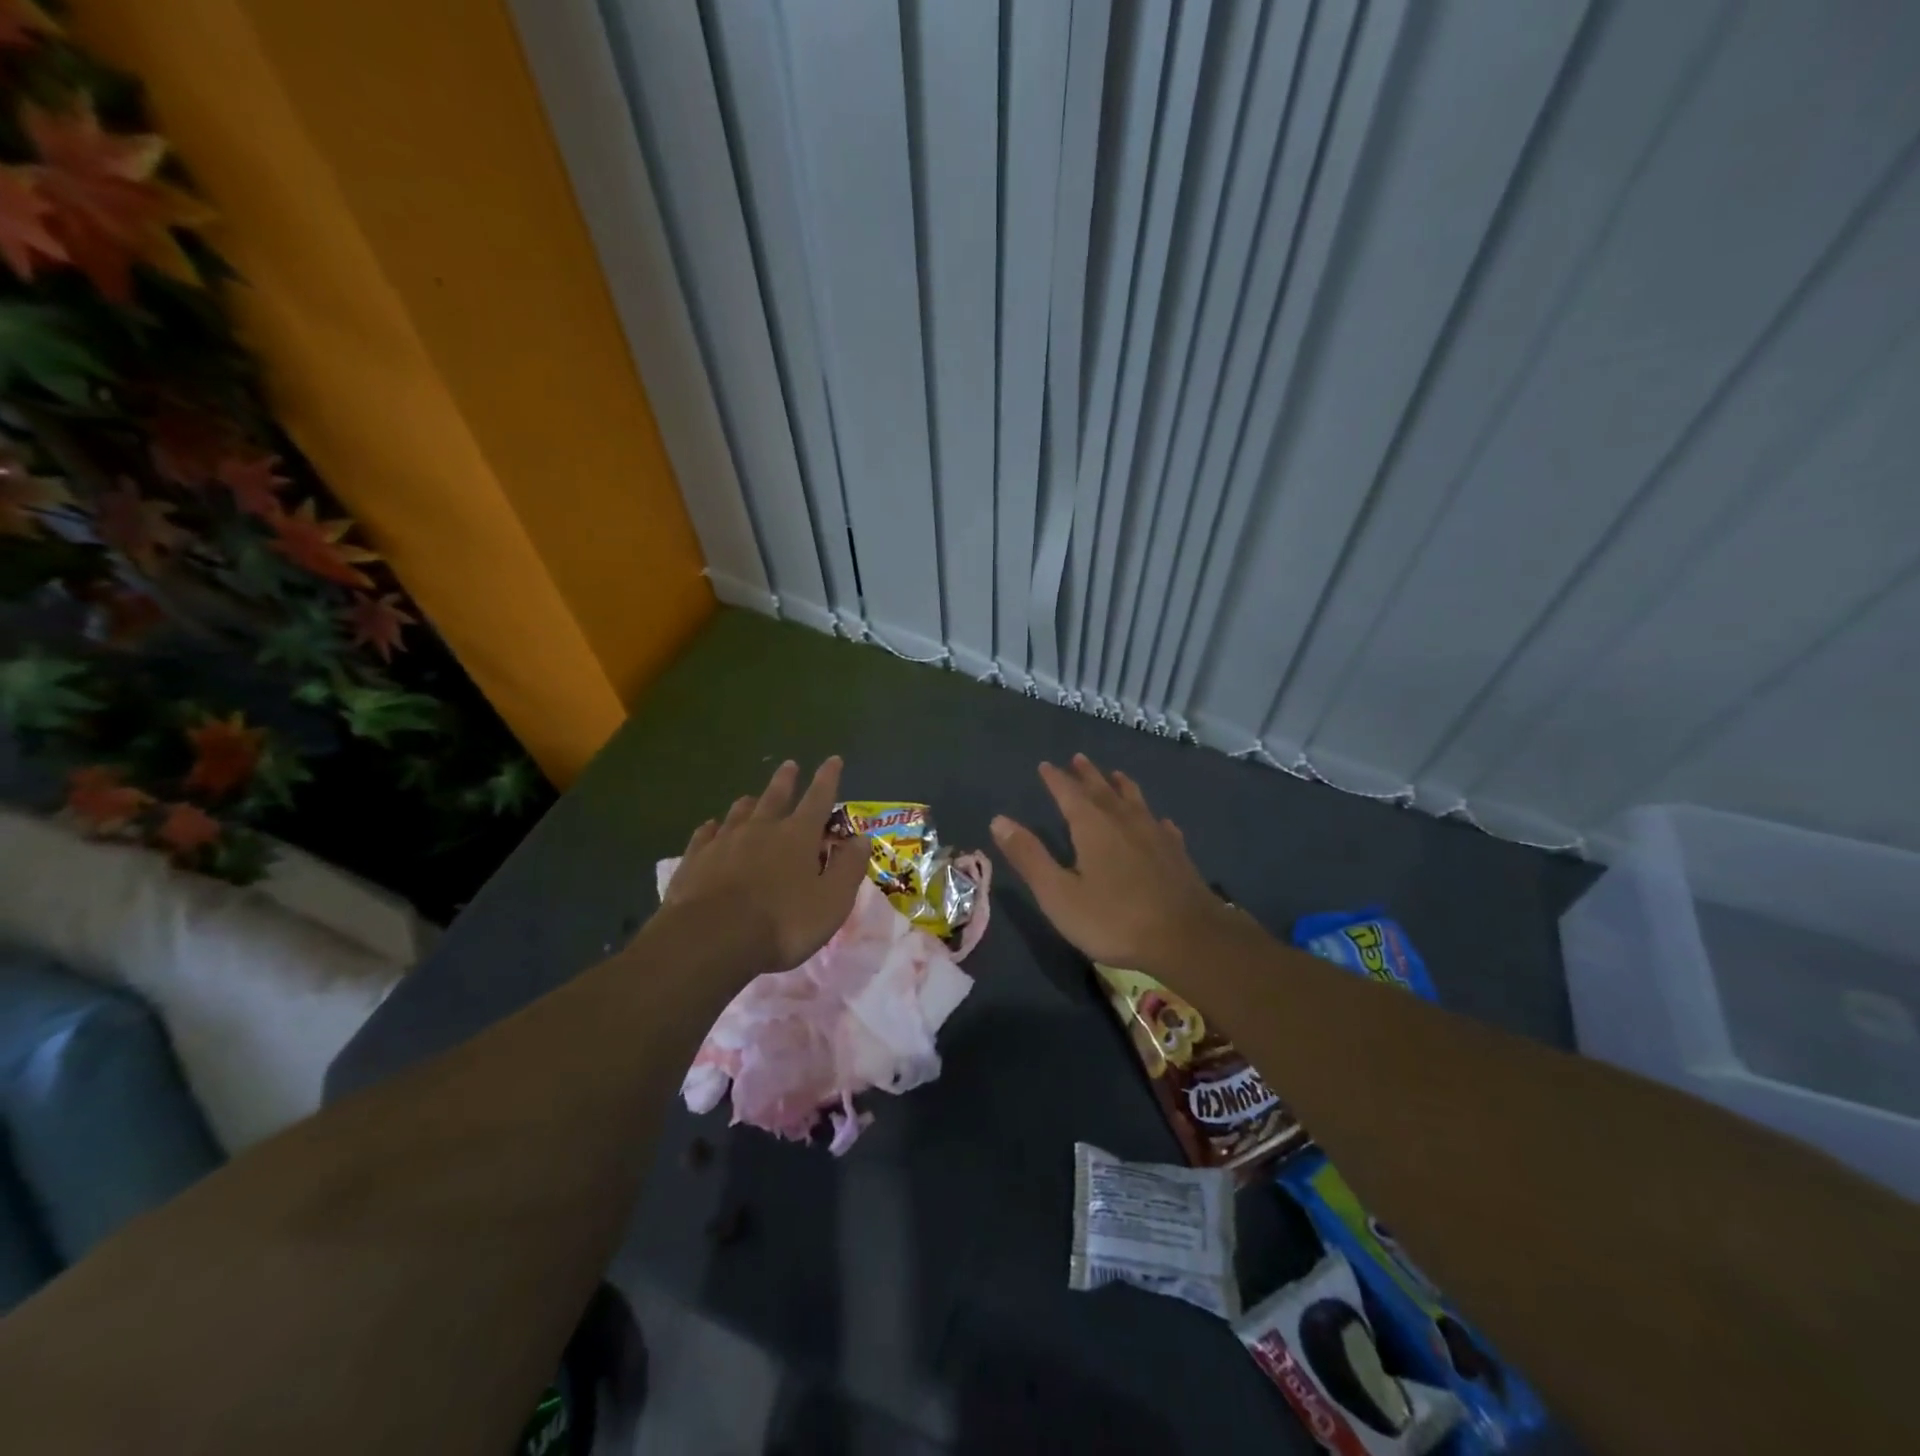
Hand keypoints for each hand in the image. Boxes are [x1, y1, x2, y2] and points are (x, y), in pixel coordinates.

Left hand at [662, 757, 869, 973]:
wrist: (711, 939)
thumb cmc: (783, 922)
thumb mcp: (832, 901)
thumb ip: (848, 867)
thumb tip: (861, 838)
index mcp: (797, 836)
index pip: (818, 798)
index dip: (828, 778)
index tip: (833, 759)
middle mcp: (761, 829)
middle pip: (775, 796)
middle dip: (785, 780)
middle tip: (789, 765)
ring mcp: (724, 842)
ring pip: (738, 813)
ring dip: (749, 803)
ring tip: (750, 797)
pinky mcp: (694, 860)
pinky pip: (705, 835)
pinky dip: (711, 828)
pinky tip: (710, 828)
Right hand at [991, 754, 1253, 973]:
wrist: (1187, 938)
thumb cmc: (1114, 919)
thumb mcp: (1059, 894)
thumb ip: (1030, 857)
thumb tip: (999, 820)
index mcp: (1092, 826)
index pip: (1068, 793)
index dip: (1056, 779)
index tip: (1046, 765)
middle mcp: (1124, 821)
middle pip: (1102, 789)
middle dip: (1087, 774)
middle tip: (1078, 758)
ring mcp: (1155, 835)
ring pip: (1135, 800)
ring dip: (1121, 786)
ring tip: (1116, 775)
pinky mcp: (1177, 853)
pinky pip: (1161, 825)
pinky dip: (1152, 817)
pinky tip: (1158, 821)